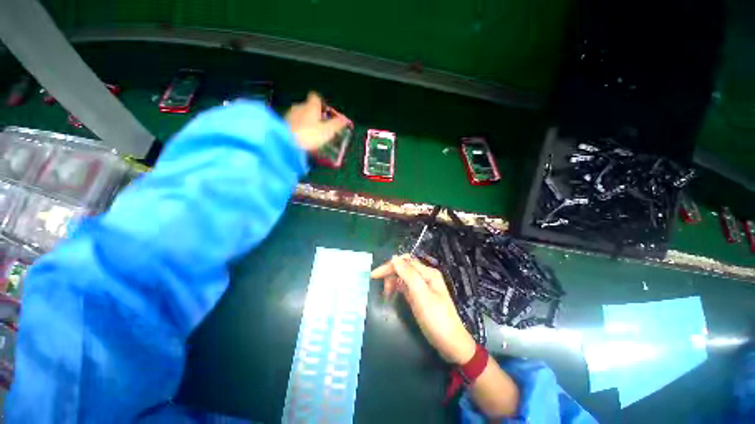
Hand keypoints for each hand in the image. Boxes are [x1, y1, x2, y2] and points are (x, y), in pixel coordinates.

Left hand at [285, 92, 348, 151]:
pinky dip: (298, 126)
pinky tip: (301, 136)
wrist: (287, 142)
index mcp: (311, 106)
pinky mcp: (283, 123)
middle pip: (308, 106)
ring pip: (300, 114)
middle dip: (314, 113)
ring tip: (311, 132)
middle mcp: (299, 106)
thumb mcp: (327, 131)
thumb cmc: (310, 135)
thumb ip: (336, 125)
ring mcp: (290, 114)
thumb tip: (344, 119)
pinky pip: (293, 121)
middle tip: (320, 125)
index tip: (325, 111)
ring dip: (305, 120)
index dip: (321, 103)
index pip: (315, 97)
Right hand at [371, 254, 476, 364]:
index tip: (374, 275)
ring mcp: (423, 287)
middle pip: (404, 268)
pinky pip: (406, 287)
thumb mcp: (421, 294)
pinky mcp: (420, 297)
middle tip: (381, 288)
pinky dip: (397, 289)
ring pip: (403, 277)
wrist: (451, 344)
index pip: (405, 262)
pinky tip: (392, 295)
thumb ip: (408, 274)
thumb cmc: (436, 318)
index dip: (389, 266)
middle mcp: (425, 276)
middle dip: (390, 274)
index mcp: (428, 273)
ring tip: (387, 295)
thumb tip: (394, 257)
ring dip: (393, 282)